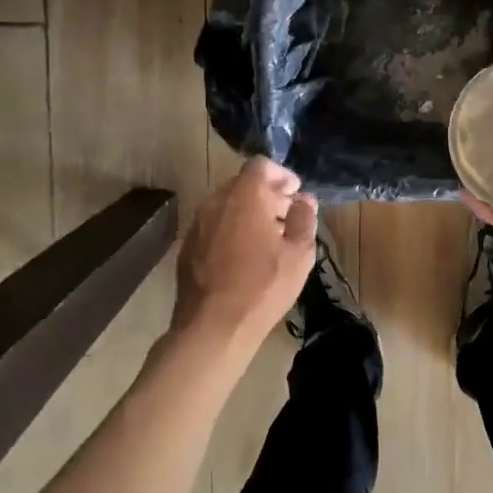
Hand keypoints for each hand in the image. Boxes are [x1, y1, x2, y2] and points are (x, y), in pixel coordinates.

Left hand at [173, 156, 317, 351]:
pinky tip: (245, 256)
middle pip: (243, 184)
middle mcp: (216, 202)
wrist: (212, 326)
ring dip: (249, 212)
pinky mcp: (187, 246)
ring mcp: (198, 224)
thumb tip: (305, 201)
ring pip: (227, 205)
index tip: (295, 192)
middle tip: (287, 215)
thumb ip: (304, 219)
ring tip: (269, 237)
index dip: (281, 174)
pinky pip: (214, 225)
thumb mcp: (299, 254)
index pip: (261, 165)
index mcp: (244, 197)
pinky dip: (232, 229)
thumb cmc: (262, 287)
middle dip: (267, 194)